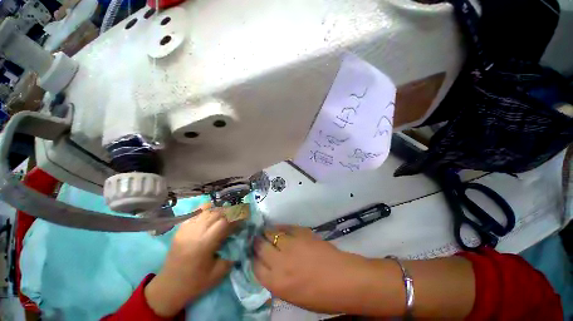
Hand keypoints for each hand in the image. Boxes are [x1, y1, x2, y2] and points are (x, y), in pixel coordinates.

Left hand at [145, 205, 234, 316]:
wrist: (169, 287)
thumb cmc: (195, 282)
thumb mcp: (219, 272)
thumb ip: (232, 254)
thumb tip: (241, 240)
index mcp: (205, 244)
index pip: (225, 222)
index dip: (237, 217)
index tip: (245, 217)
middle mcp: (195, 232)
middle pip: (217, 213)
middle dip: (230, 211)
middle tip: (238, 213)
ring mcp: (186, 229)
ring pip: (207, 211)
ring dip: (220, 210)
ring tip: (227, 213)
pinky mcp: (181, 229)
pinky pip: (196, 213)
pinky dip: (207, 210)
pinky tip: (213, 211)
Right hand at [253, 226, 377, 313]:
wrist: (344, 279)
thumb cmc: (321, 296)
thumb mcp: (293, 296)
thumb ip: (278, 281)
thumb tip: (269, 267)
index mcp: (277, 283)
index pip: (255, 267)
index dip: (253, 259)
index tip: (254, 254)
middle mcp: (280, 262)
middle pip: (260, 247)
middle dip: (256, 242)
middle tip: (257, 239)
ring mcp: (291, 245)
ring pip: (271, 233)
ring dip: (266, 232)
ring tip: (265, 231)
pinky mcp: (301, 233)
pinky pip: (285, 227)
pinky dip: (280, 227)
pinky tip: (278, 227)